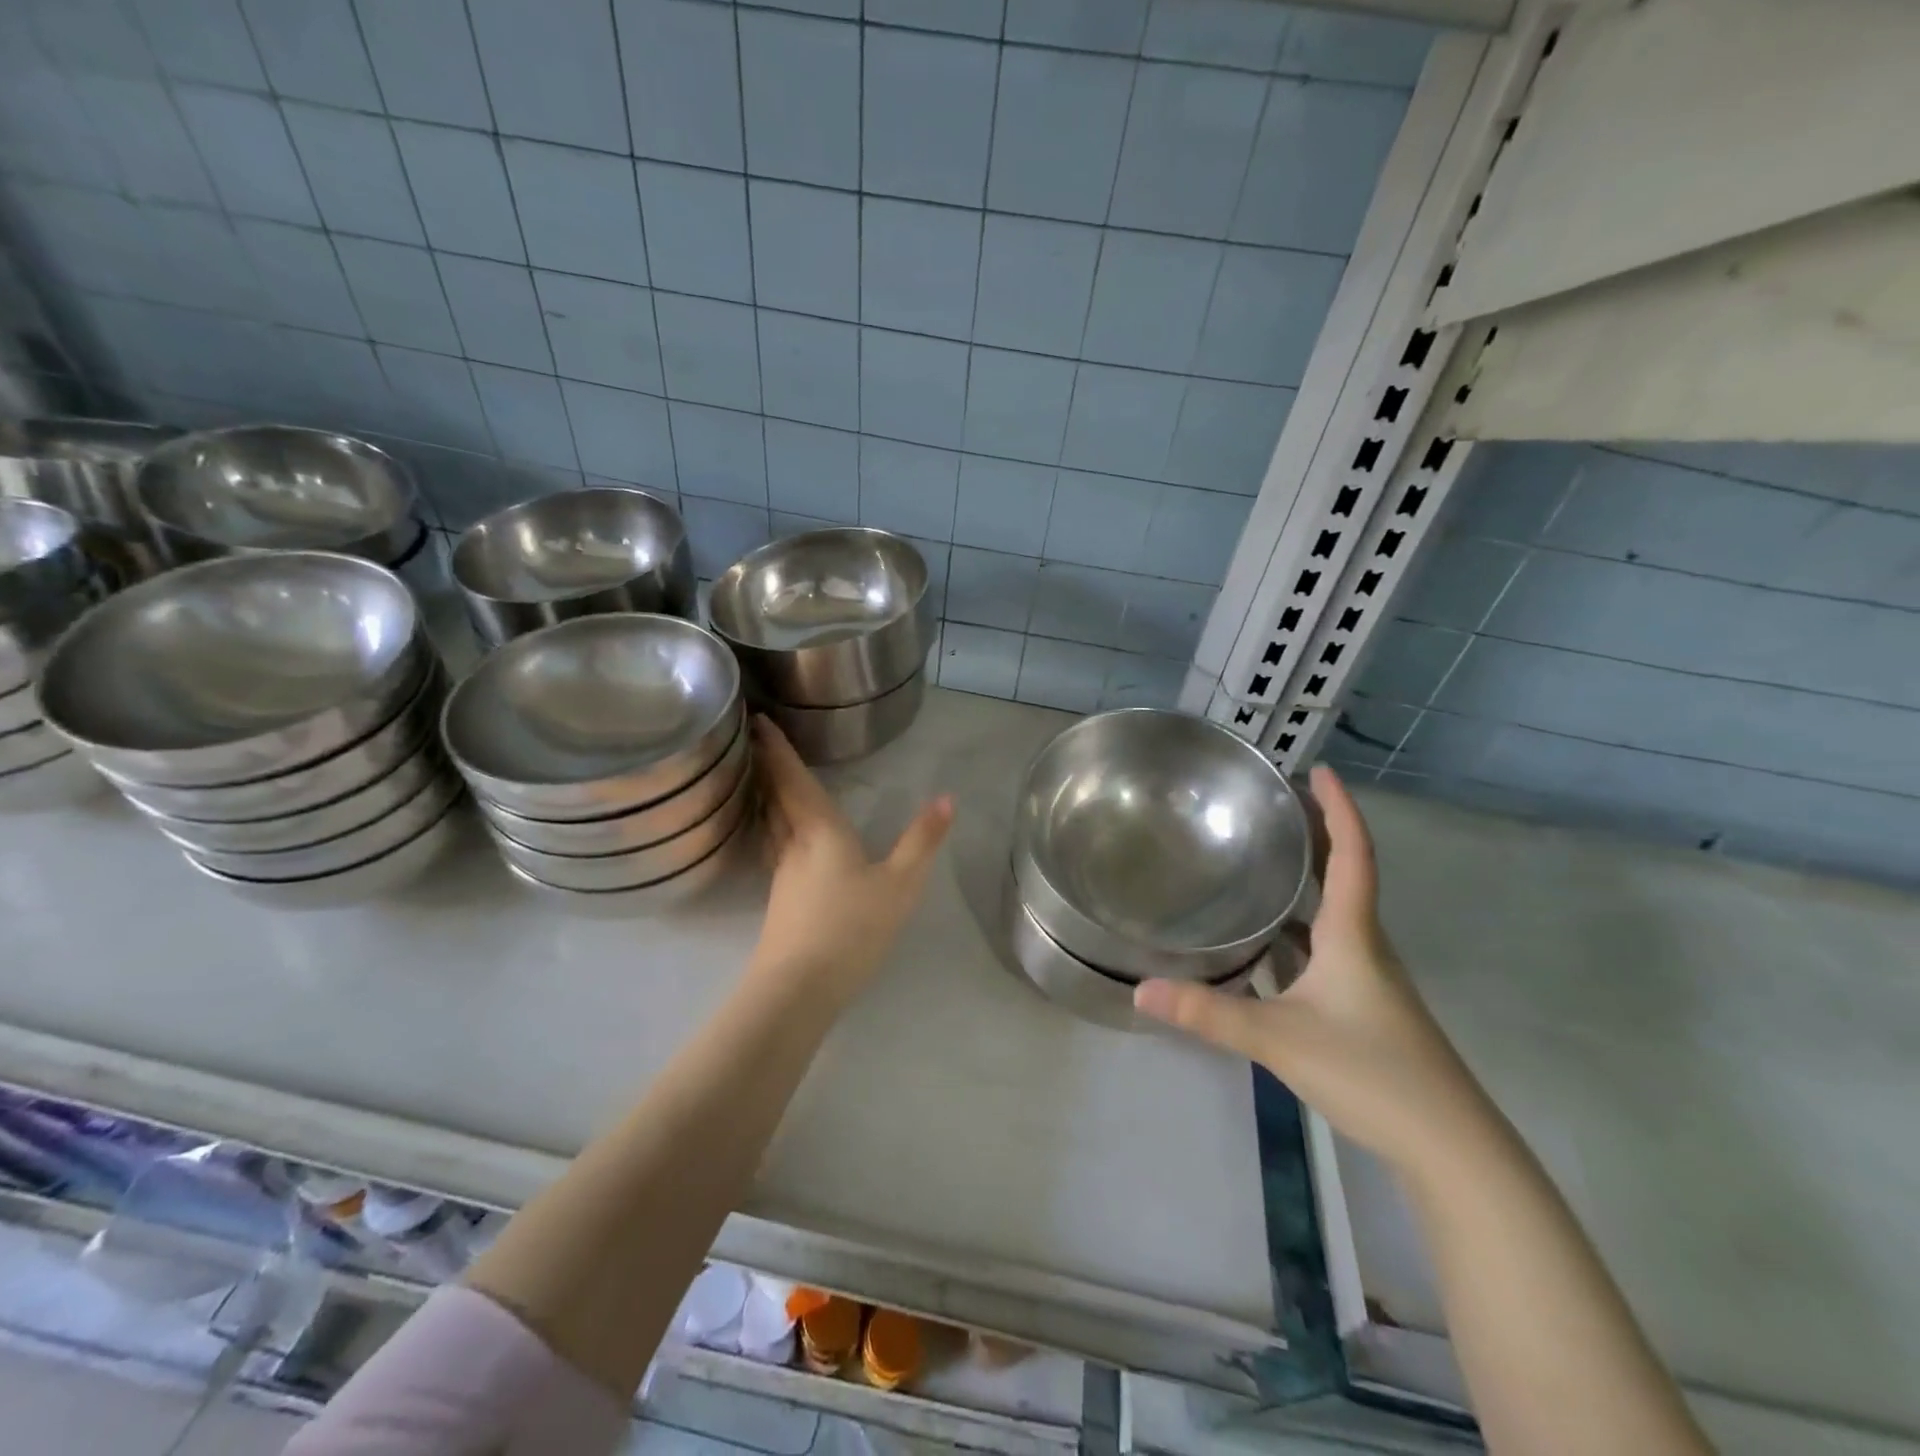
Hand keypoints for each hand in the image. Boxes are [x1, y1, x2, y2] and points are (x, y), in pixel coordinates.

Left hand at [749, 715, 952, 1007]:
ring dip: (767, 796)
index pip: (794, 779)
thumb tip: (946, 799)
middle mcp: (794, 844)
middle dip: (769, 766)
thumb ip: (922, 841)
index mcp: (820, 830)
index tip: (759, 720)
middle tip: (761, 739)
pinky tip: (784, 836)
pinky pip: (774, 844)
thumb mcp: (900, 884)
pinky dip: (774, 825)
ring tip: (768, 779)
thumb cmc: (852, 927)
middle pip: (776, 797)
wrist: (800, 987)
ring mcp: (782, 873)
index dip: (777, 748)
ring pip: (770, 822)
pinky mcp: (780, 899)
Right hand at [1134, 764, 1494, 1175]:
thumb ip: (1209, 1014)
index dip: (1339, 810)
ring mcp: (1369, 980)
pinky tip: (1268, 942)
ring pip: (1336, 914)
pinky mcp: (1365, 1009)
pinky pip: (1328, 948)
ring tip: (1265, 859)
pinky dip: (1300, 929)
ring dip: (1308, 880)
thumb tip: (1140, 990)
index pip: (1353, 855)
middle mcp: (1366, 947)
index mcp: (1354, 936)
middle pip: (1345, 875)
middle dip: (1317, 834)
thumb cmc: (1373, 1074)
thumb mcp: (1280, 1040)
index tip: (1318, 771)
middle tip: (1277, 804)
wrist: (1452, 1149)